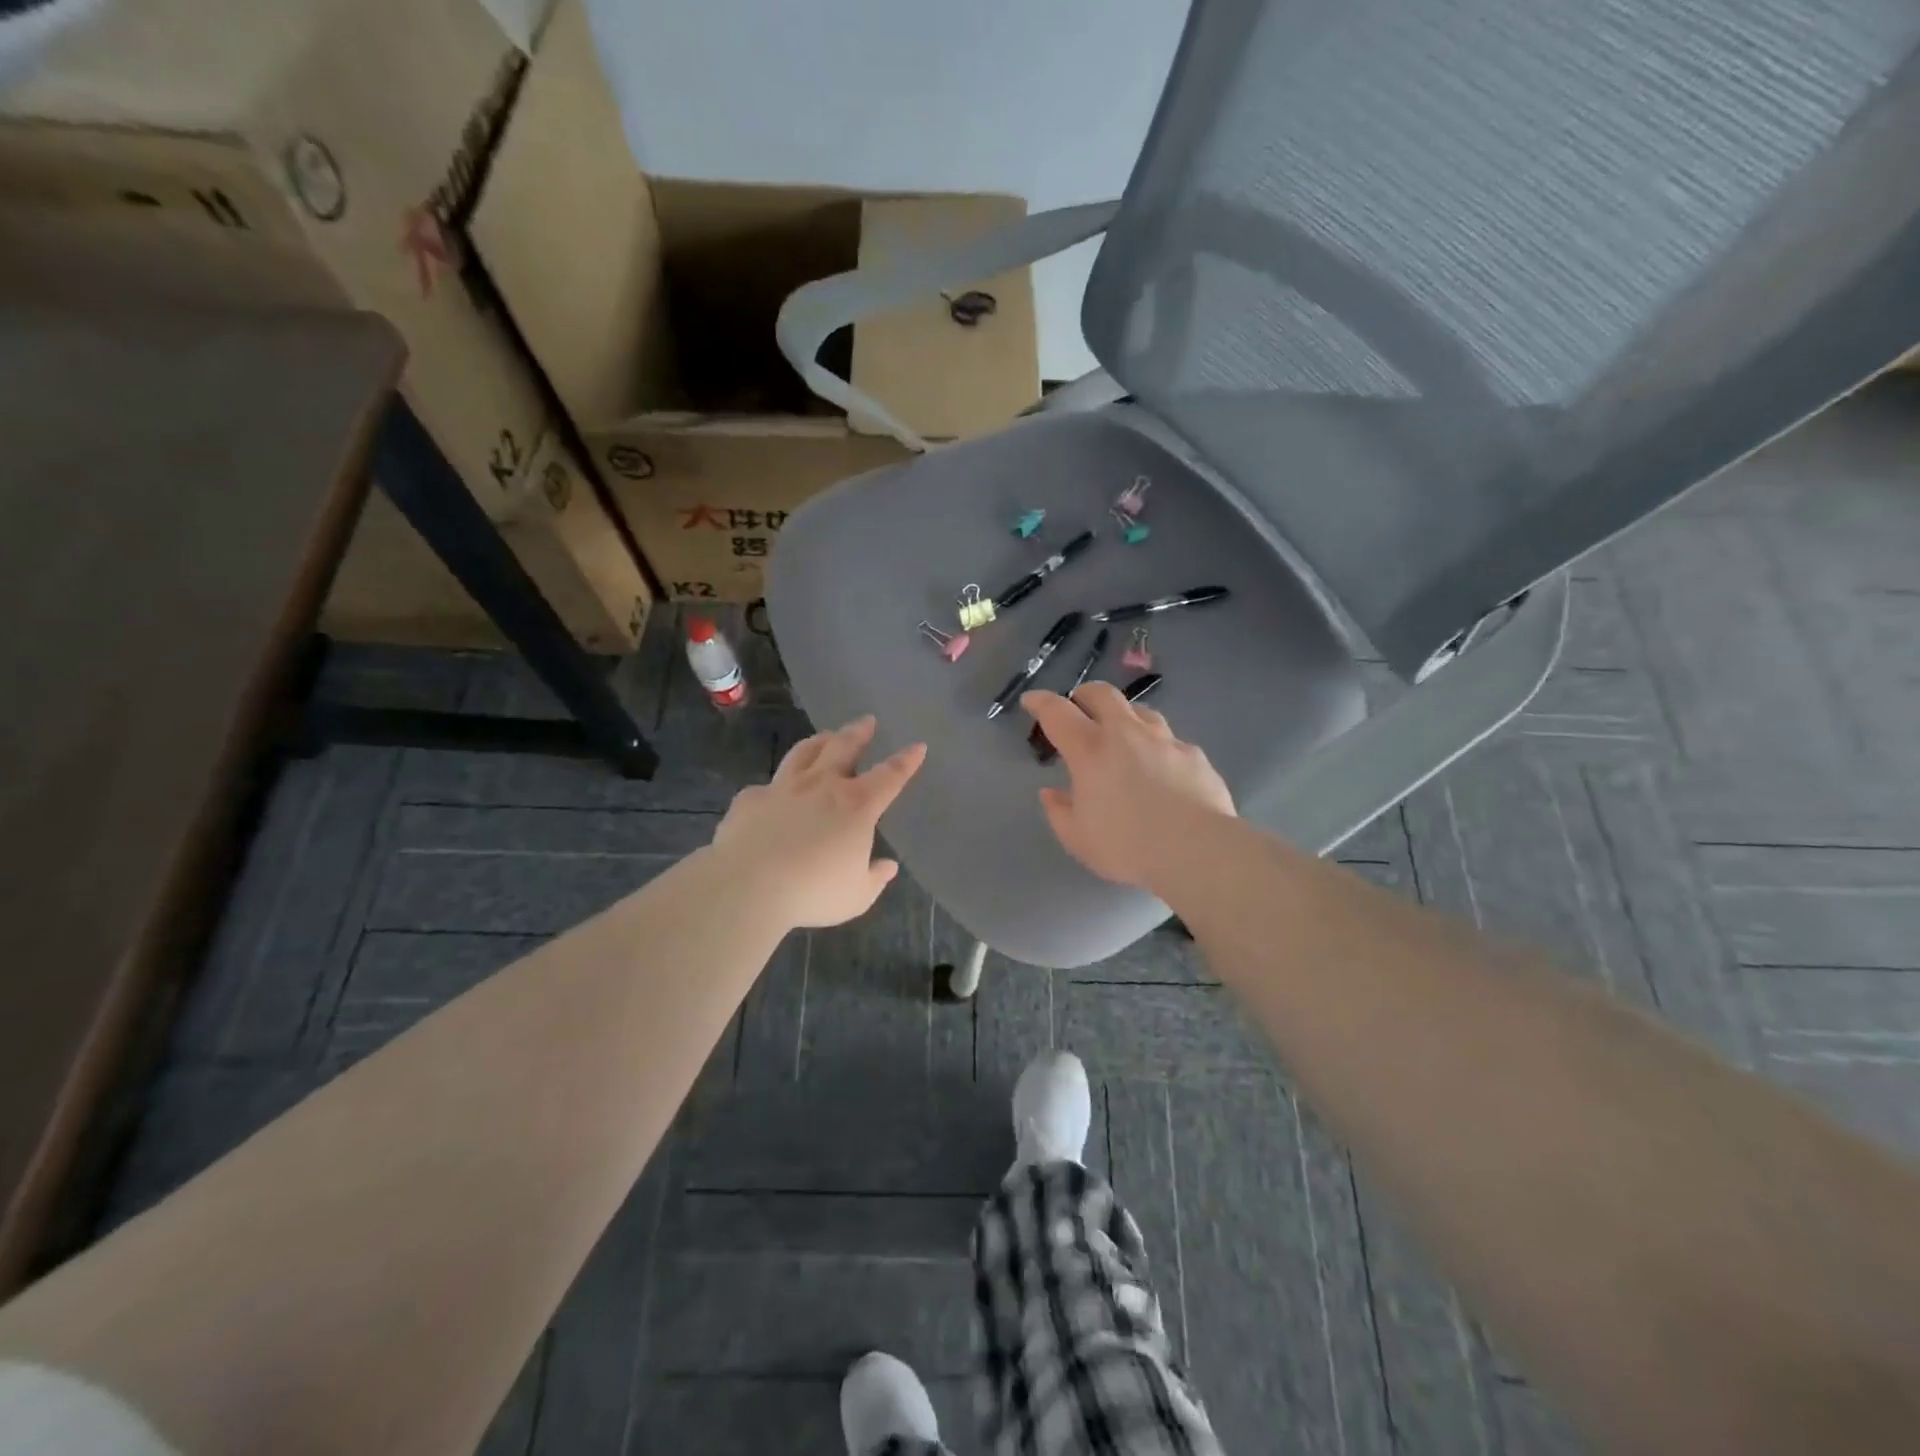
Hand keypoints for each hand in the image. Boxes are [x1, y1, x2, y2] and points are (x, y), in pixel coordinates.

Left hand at [711, 716, 926, 928]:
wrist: (747, 886)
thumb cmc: (812, 892)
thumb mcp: (856, 895)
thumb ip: (875, 878)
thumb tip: (888, 866)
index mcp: (856, 805)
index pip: (890, 776)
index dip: (906, 761)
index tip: (917, 746)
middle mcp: (822, 786)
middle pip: (844, 747)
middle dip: (859, 732)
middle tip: (867, 721)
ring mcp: (783, 788)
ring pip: (804, 752)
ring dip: (820, 741)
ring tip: (826, 736)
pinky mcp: (751, 799)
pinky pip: (767, 786)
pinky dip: (776, 786)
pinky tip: (773, 792)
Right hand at [1022, 684, 1234, 890]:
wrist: (1197, 850)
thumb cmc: (1128, 846)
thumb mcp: (1078, 839)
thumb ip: (1059, 812)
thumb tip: (1051, 793)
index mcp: (1090, 751)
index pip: (1057, 713)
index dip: (1040, 702)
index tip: (1031, 700)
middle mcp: (1126, 734)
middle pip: (1102, 694)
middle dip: (1085, 694)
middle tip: (1078, 705)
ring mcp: (1164, 741)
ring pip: (1140, 710)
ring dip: (1124, 714)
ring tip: (1121, 731)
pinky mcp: (1193, 755)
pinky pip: (1170, 740)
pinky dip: (1157, 745)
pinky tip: (1161, 765)